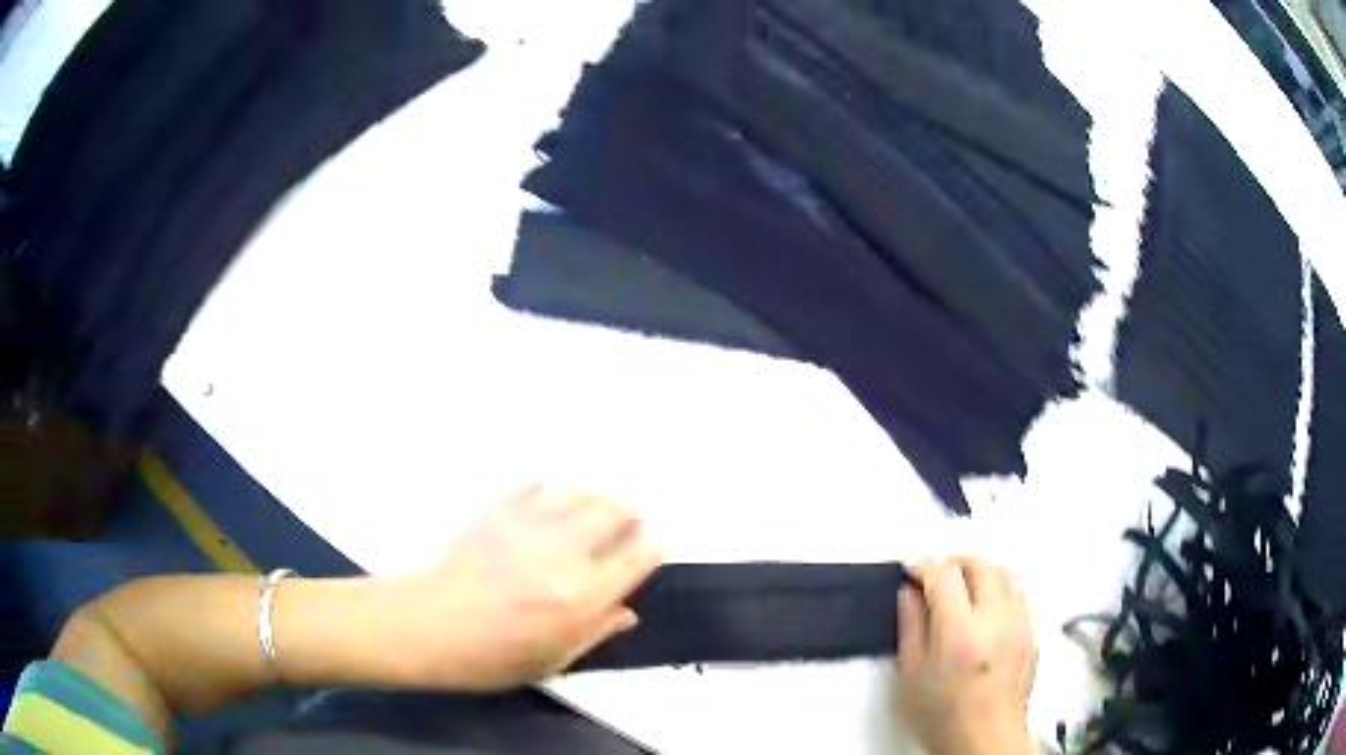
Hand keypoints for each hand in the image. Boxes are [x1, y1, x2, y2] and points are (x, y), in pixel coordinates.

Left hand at [387, 485, 662, 690]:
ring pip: (578, 492)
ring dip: (596, 495)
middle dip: (629, 512)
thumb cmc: (492, 656)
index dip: (653, 546)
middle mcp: (564, 553)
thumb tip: (628, 612)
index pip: (635, 559)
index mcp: (582, 596)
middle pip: (612, 513)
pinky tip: (550, 497)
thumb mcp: (553, 660)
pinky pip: (535, 486)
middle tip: (630, 516)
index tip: (658, 541)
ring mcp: (529, 526)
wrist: (429, 626)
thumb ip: (596, 632)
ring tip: (597, 503)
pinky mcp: (498, 511)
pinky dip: (552, 490)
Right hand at [897, 557, 1035, 754]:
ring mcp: (1019, 622)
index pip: (944, 575)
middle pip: (979, 565)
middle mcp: (996, 618)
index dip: (924, 565)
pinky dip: (998, 586)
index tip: (910, 569)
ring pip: (1003, 573)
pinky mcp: (1032, 630)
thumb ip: (911, 627)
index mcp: (961, 632)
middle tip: (933, 573)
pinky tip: (984, 603)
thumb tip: (909, 592)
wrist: (985, 737)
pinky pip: (1017, 592)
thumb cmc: (941, 714)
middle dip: (953, 561)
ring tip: (959, 583)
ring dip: (978, 570)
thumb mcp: (911, 675)